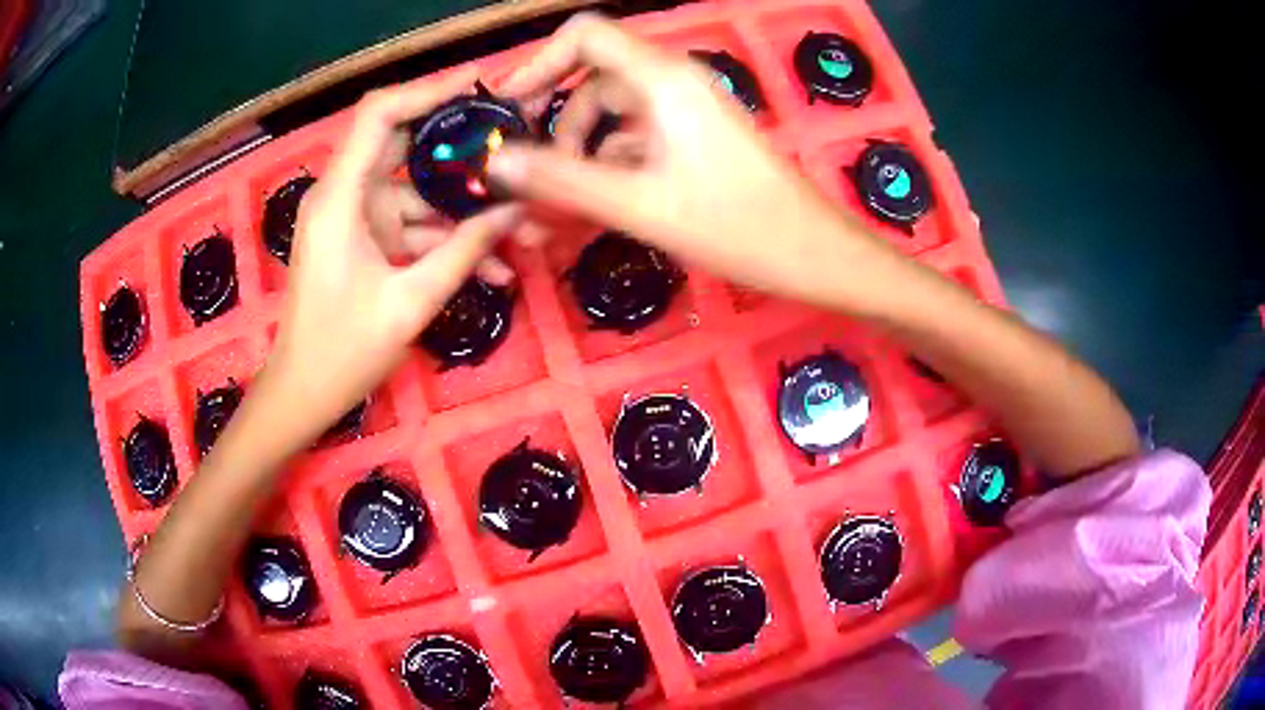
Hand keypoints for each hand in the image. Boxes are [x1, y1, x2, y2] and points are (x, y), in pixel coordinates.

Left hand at [263, 71, 523, 444]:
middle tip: (512, 144)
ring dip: (460, 211)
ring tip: (516, 228)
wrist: (303, 394)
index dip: (426, 90)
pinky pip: (409, 226)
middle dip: (459, 147)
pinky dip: (442, 240)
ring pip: (415, 192)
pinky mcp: (363, 240)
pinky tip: (488, 265)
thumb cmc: (343, 352)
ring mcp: (354, 217)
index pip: (379, 115)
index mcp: (340, 199)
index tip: (478, 83)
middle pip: (403, 145)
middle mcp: (344, 195)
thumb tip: (515, 211)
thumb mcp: (410, 302)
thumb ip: (464, 251)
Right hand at [488, 14, 884, 306]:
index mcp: (662, 80)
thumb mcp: (640, 205)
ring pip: (616, 111)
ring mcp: (690, 108)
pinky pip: (641, 134)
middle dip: (558, 121)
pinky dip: (613, 159)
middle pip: (595, 78)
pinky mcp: (699, 134)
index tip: (510, 108)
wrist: (816, 253)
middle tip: (529, 170)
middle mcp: (675, 81)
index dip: (539, 62)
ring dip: (584, 148)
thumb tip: (498, 161)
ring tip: (563, 200)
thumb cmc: (737, 227)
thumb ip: (563, 180)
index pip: (585, 35)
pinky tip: (602, 200)